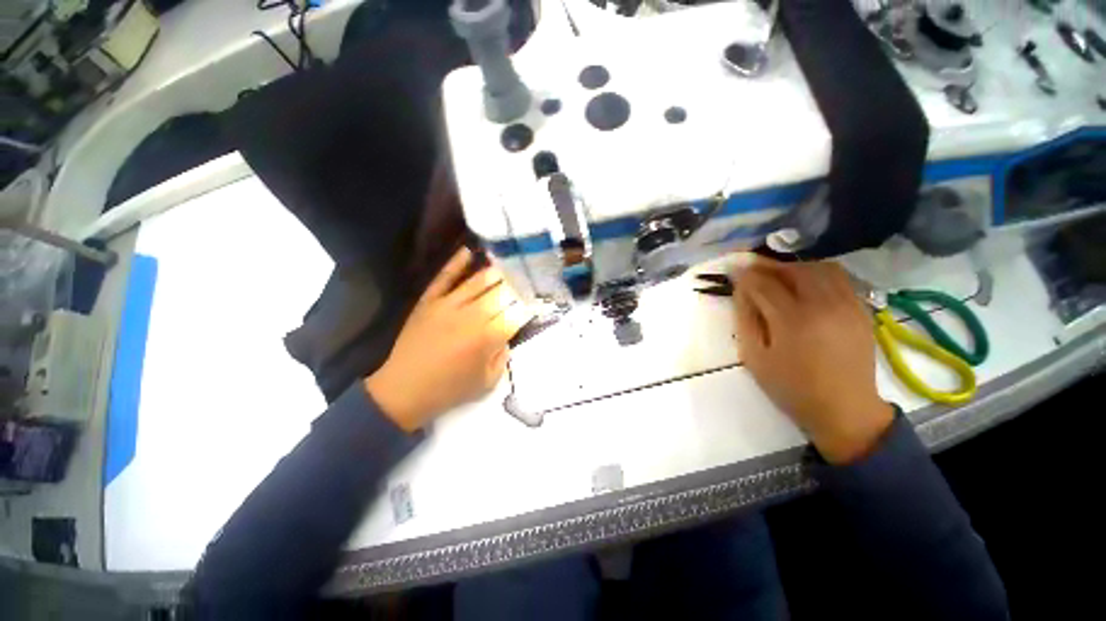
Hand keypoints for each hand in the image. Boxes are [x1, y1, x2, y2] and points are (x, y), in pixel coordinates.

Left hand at [366, 248, 532, 431]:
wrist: (403, 391)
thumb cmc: (449, 390)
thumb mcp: (487, 382)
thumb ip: (503, 357)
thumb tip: (507, 337)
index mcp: (487, 338)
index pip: (516, 314)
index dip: (527, 307)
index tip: (534, 303)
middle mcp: (471, 316)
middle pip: (501, 293)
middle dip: (517, 287)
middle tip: (525, 282)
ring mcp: (448, 305)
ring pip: (478, 281)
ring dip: (496, 272)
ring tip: (508, 266)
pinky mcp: (429, 301)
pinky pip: (444, 277)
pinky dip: (456, 263)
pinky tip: (468, 251)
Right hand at [732, 256, 893, 463]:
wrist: (845, 410)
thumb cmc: (791, 387)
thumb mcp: (754, 357)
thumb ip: (745, 319)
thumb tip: (741, 290)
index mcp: (792, 320)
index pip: (763, 283)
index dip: (744, 274)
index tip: (733, 271)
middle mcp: (823, 305)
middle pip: (793, 269)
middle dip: (768, 266)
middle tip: (753, 272)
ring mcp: (848, 305)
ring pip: (819, 268)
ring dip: (794, 267)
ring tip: (779, 278)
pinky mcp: (862, 310)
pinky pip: (839, 278)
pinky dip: (817, 274)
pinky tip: (805, 287)